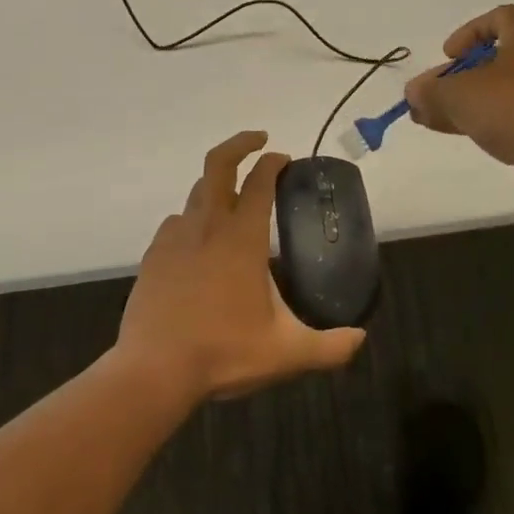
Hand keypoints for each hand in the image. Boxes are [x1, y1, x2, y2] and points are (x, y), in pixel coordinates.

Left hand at [114, 131, 366, 404]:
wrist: (153, 371)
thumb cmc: (223, 352)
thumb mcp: (287, 352)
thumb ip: (330, 347)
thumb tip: (360, 339)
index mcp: (242, 238)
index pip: (260, 182)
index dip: (274, 162)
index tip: (285, 158)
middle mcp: (207, 226)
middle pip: (218, 164)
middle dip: (240, 144)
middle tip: (259, 141)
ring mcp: (175, 239)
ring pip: (196, 194)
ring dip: (218, 187)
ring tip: (234, 202)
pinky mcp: (154, 257)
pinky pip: (175, 223)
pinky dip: (192, 220)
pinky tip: (200, 242)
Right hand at [404, 5, 513, 209]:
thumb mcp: (460, 95)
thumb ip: (431, 91)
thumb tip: (413, 92)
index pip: (500, 17)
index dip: (470, 32)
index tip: (449, 55)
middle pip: (495, 58)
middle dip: (459, 75)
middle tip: (433, 93)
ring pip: (500, 91)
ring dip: (466, 102)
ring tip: (430, 119)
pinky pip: (511, 116)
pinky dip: (484, 120)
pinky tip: (457, 134)